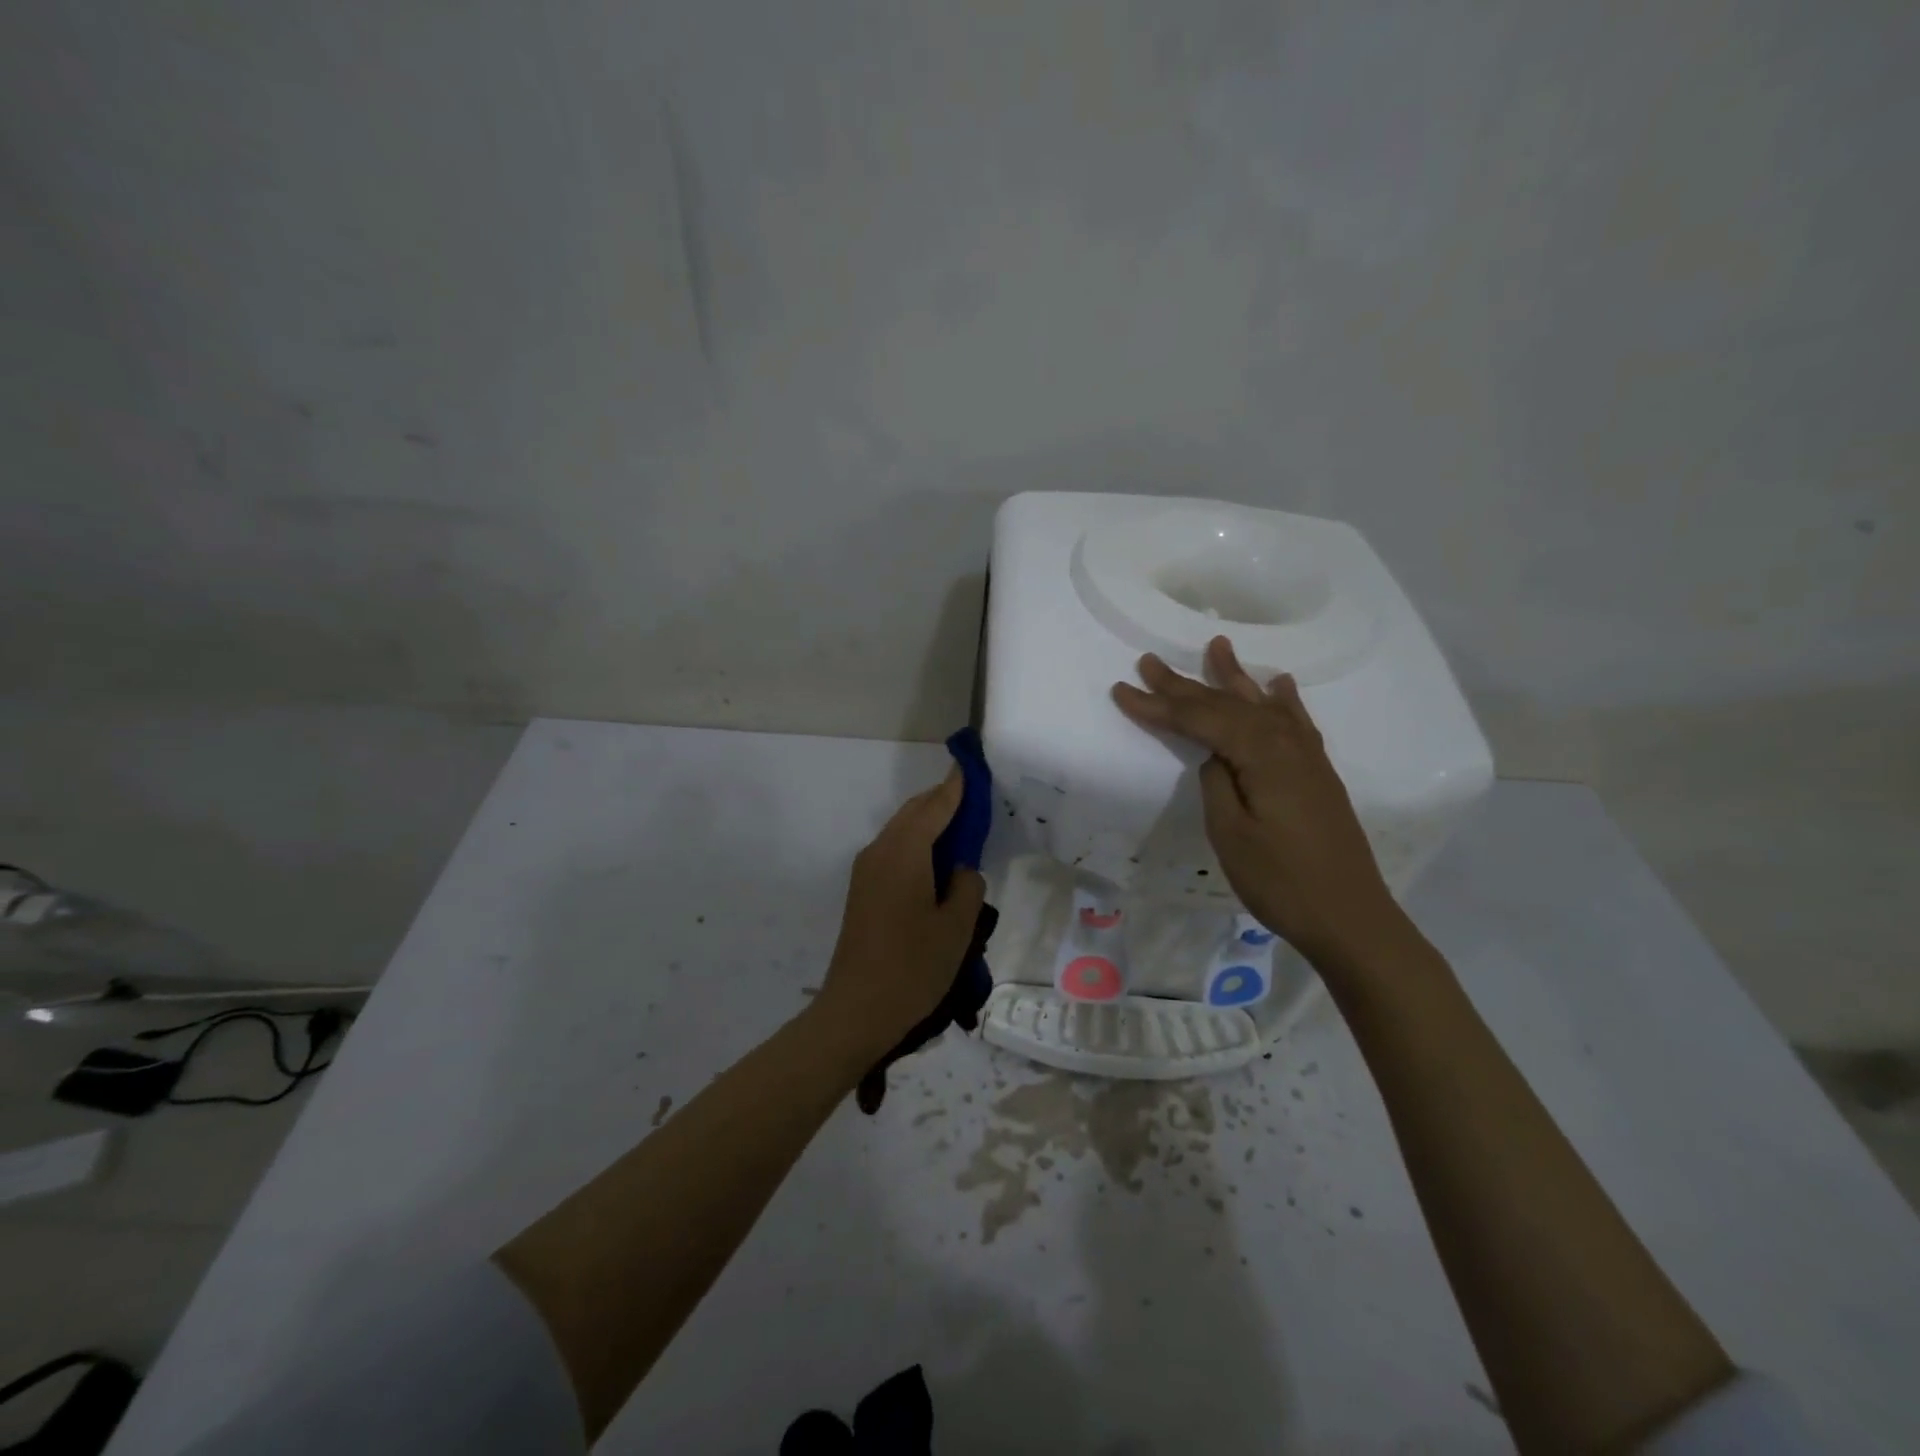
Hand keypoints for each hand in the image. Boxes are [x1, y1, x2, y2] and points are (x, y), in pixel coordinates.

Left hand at [814, 772, 985, 1062]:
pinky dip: (919, 847)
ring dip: (931, 826)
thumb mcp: (956, 927)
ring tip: (963, 834)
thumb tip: (960, 870)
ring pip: (903, 832)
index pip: (935, 805)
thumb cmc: (912, 967)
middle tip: (977, 802)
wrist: (856, 1011)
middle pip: (914, 813)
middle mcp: (880, 851)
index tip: (972, 765)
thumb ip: (967, 885)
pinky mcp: (863, 891)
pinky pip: (895, 853)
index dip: (956, 786)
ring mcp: (866, 871)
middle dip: (944, 803)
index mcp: (903, 852)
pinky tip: (939, 866)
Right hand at [1112, 636, 1406, 968]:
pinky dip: (1283, 701)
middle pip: (1227, 705)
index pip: (1200, 720)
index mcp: (1262, 756)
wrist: (1351, 918)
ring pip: (1261, 706)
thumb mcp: (1232, 835)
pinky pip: (1295, 722)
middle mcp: (1287, 744)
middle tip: (1149, 662)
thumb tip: (1214, 756)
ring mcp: (1307, 757)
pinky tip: (1279, 685)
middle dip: (1185, 685)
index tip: (1121, 690)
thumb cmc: (1282, 882)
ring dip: (1234, 678)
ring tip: (1217, 647)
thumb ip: (1217, 784)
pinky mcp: (1317, 774)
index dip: (1158, 706)